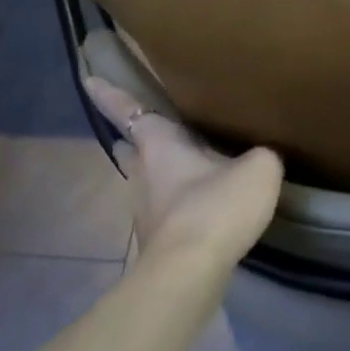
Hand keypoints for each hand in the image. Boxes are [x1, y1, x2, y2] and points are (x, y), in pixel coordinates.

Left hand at [85, 77, 283, 267]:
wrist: (191, 271)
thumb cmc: (216, 207)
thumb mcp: (258, 170)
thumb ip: (261, 156)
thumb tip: (260, 159)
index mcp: (159, 145)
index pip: (128, 109)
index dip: (109, 93)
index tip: (88, 79)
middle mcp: (142, 174)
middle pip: (131, 149)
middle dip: (135, 140)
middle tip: (148, 132)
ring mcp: (145, 210)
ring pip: (145, 183)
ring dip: (159, 176)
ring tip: (184, 173)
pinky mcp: (156, 241)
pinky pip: (164, 212)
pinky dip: (176, 206)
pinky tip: (199, 210)